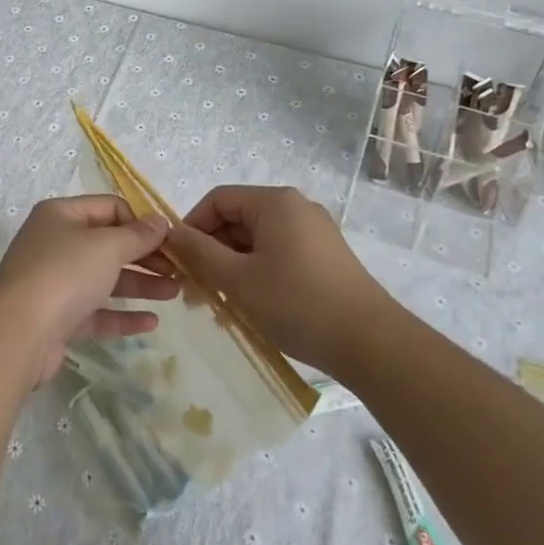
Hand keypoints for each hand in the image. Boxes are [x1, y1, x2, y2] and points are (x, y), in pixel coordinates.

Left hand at [0, 195, 177, 382]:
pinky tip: (151, 323)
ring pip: (104, 279)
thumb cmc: (64, 274)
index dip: (141, 222)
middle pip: (108, 244)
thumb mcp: (106, 247)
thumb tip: (160, 221)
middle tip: (179, 270)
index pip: (109, 208)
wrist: (17, 334)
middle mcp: (55, 243)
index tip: (171, 240)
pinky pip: (96, 312)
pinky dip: (122, 315)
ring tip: (176, 293)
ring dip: (140, 284)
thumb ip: (137, 235)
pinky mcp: (57, 318)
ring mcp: (54, 282)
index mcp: (61, 215)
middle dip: (145, 256)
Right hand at [168, 185, 396, 373]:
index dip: (192, 227)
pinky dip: (258, 273)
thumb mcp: (238, 279)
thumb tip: (171, 233)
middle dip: (212, 251)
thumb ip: (199, 252)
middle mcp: (296, 207)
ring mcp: (315, 232)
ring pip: (258, 240)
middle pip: (238, 219)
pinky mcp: (326, 257)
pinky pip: (279, 253)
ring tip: (220, 304)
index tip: (179, 262)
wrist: (372, 344)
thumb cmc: (297, 304)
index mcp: (275, 201)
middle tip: (195, 290)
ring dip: (233, 266)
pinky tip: (252, 305)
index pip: (217, 200)